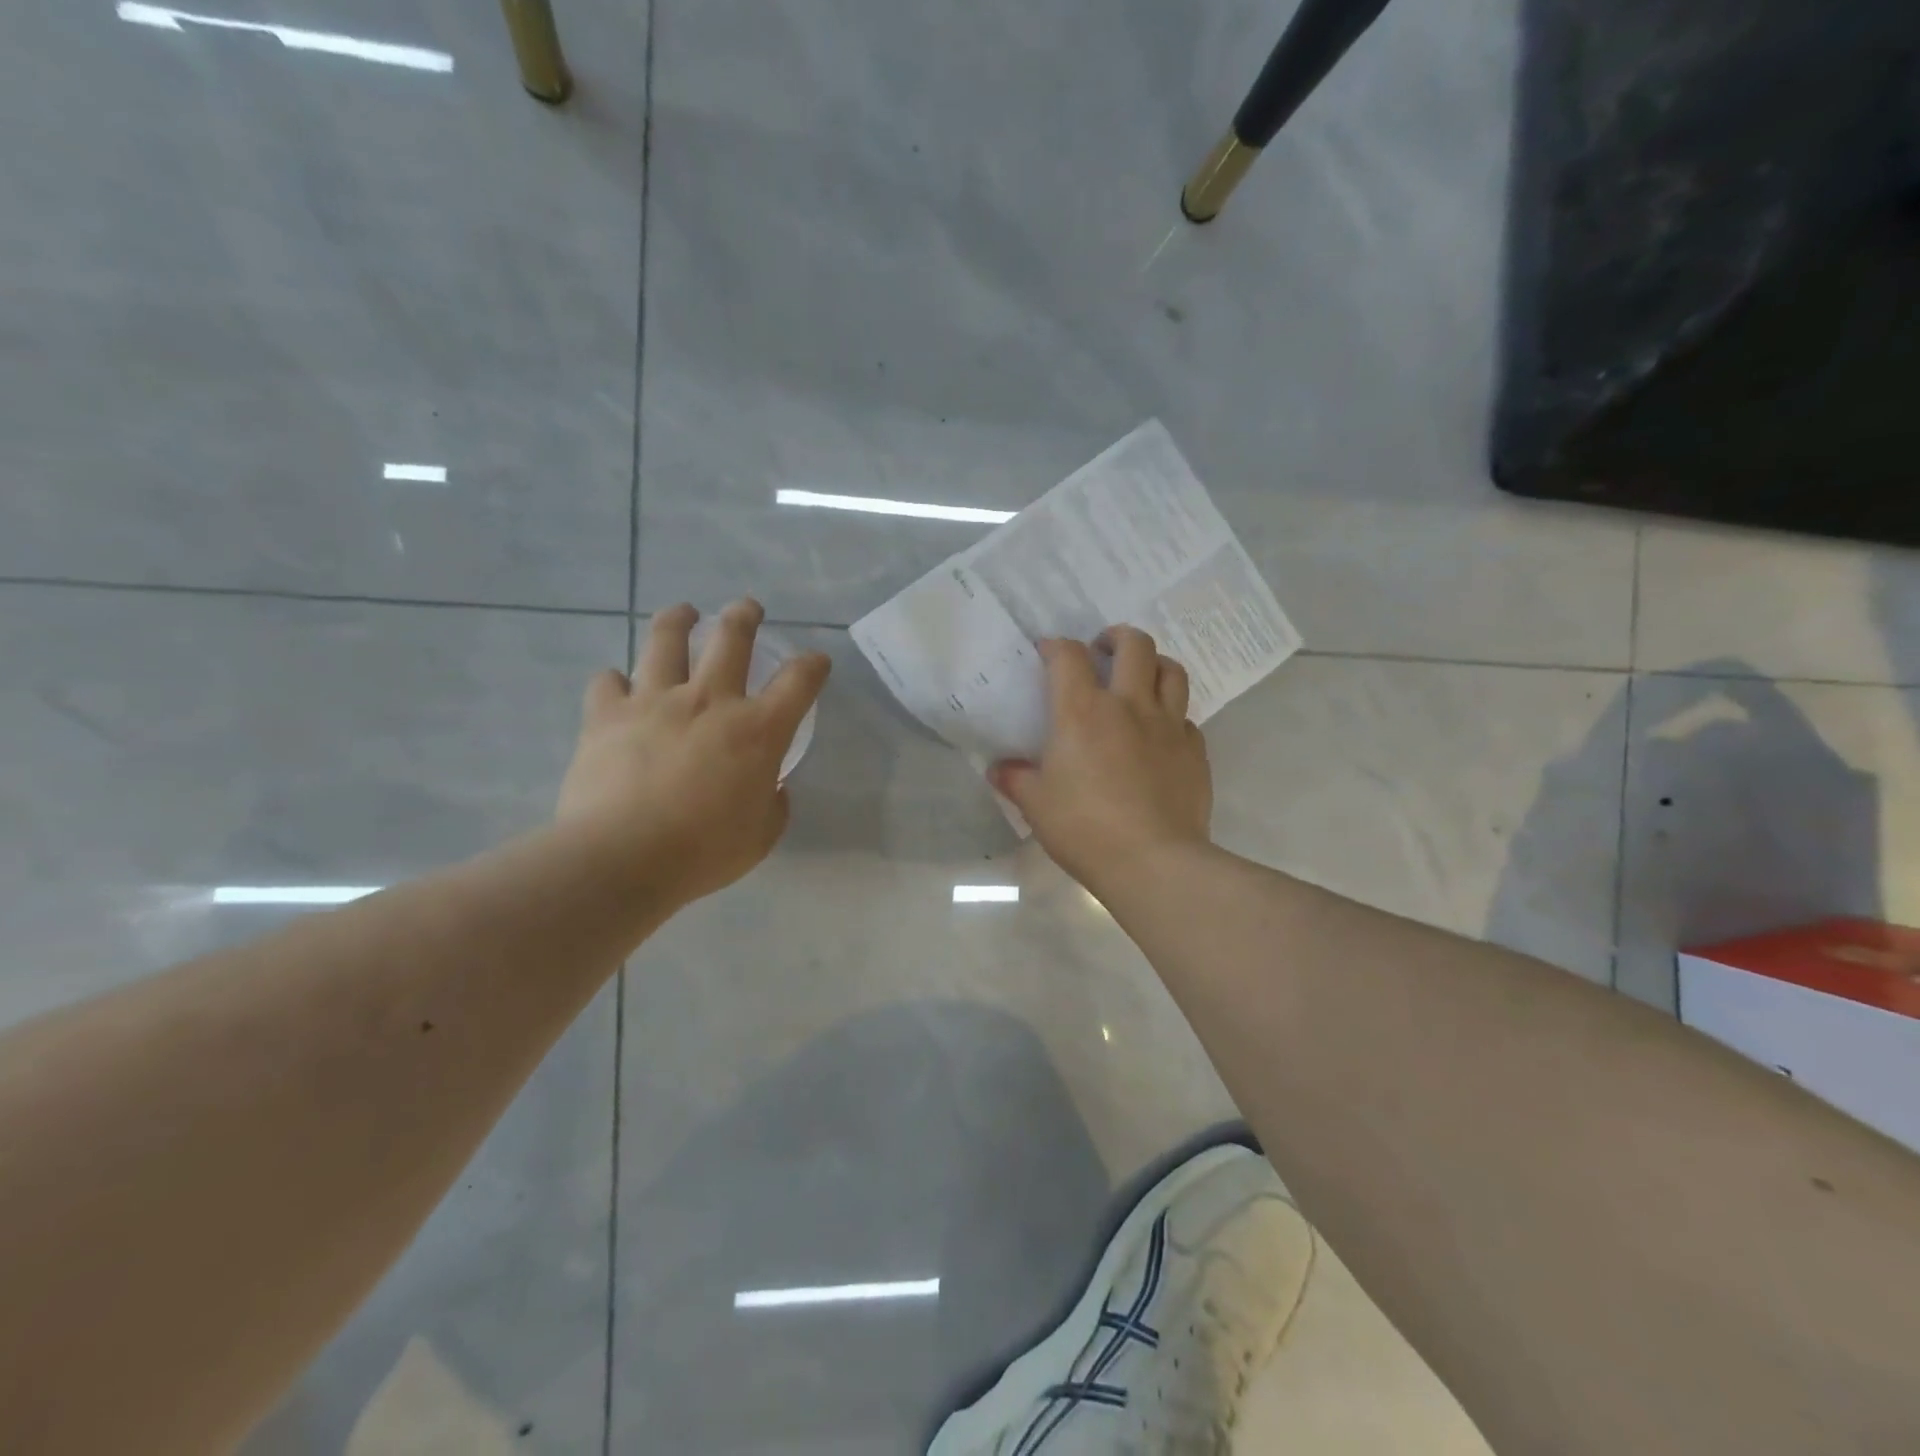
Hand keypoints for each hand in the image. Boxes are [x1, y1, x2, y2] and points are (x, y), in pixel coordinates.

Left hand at [555, 599, 829, 906]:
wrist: (621, 859)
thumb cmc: (703, 851)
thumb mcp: (761, 836)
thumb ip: (773, 803)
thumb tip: (769, 786)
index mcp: (757, 730)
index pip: (798, 681)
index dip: (813, 665)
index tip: (816, 662)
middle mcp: (709, 700)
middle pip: (732, 637)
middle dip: (744, 616)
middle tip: (748, 609)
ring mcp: (654, 701)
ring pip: (666, 639)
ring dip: (678, 620)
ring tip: (683, 613)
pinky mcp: (606, 715)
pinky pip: (607, 682)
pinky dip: (614, 682)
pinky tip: (616, 686)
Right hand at [990, 628, 1212, 897]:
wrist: (1153, 862)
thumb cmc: (1085, 829)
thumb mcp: (1037, 805)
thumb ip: (1016, 780)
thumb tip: (999, 769)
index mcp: (1083, 711)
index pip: (1069, 656)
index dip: (1055, 646)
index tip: (1048, 652)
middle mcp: (1130, 706)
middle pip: (1134, 645)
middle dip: (1117, 636)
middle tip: (1103, 648)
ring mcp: (1169, 726)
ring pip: (1172, 671)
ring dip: (1154, 663)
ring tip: (1140, 676)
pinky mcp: (1195, 751)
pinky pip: (1186, 718)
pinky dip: (1171, 715)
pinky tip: (1160, 734)